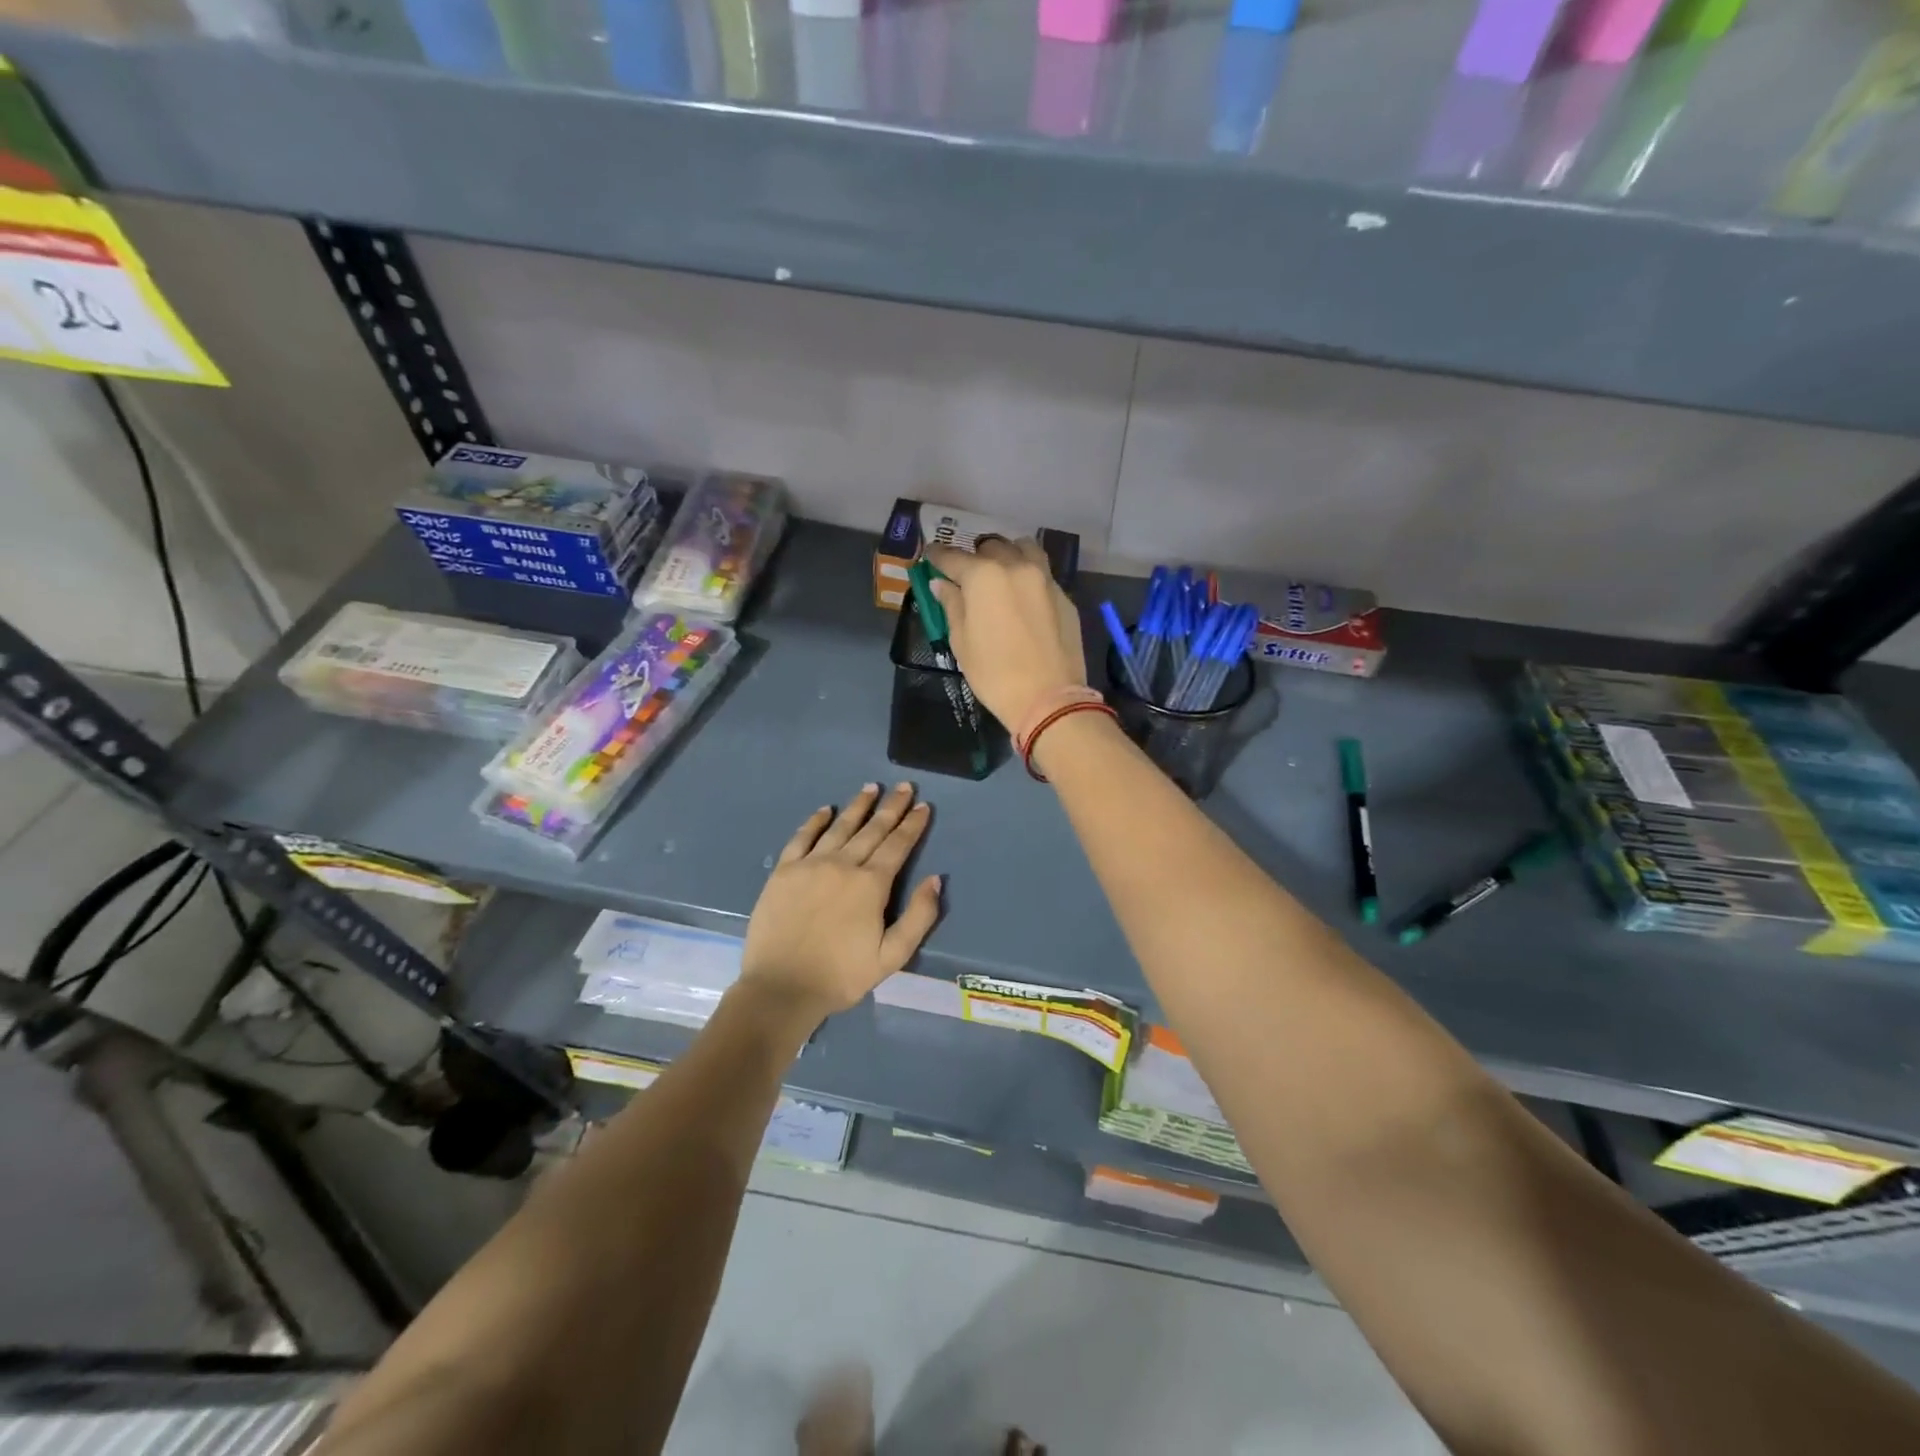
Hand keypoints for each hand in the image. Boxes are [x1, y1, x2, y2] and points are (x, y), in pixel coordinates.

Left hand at [739, 783, 942, 1021]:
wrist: (781, 988)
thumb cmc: (841, 976)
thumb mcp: (892, 957)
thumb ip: (918, 917)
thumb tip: (935, 879)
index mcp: (871, 884)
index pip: (897, 846)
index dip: (912, 825)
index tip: (923, 806)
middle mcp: (842, 864)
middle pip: (872, 829)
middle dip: (891, 807)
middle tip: (904, 786)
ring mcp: (810, 864)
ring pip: (840, 827)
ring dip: (858, 806)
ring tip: (871, 788)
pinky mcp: (784, 871)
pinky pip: (802, 837)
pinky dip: (815, 821)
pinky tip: (825, 810)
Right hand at [926, 537, 1086, 731]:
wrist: (1048, 698)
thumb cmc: (995, 674)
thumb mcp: (962, 642)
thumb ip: (952, 605)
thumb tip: (942, 584)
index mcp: (984, 576)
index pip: (953, 557)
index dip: (937, 556)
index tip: (930, 556)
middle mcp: (1016, 566)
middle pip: (991, 547)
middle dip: (975, 556)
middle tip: (967, 574)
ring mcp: (1044, 579)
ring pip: (1023, 549)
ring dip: (1008, 554)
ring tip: (1000, 572)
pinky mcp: (1064, 596)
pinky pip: (1042, 573)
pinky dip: (1028, 575)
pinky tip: (1024, 596)